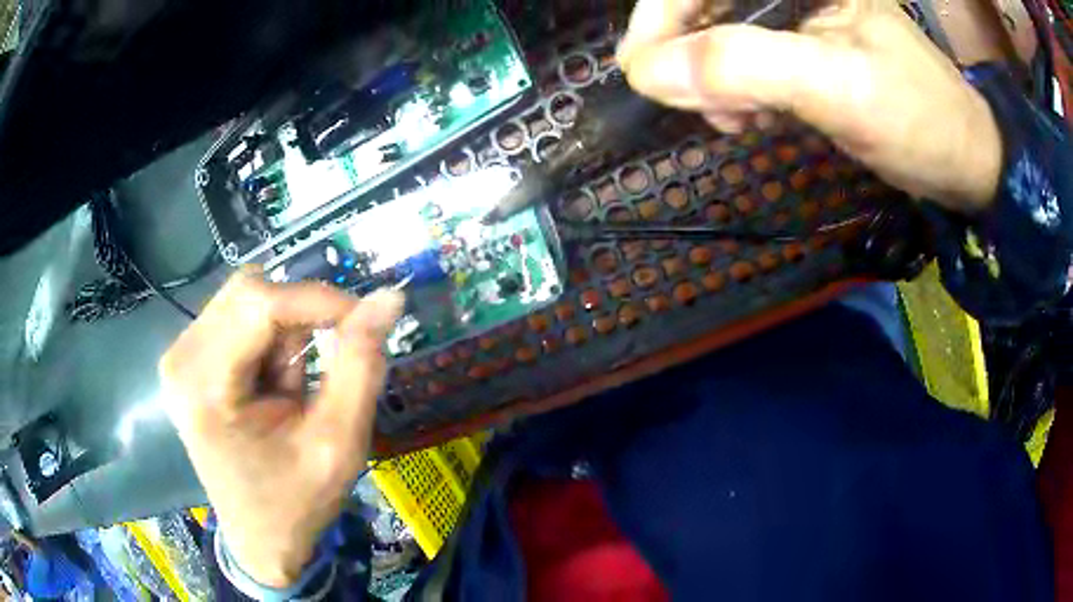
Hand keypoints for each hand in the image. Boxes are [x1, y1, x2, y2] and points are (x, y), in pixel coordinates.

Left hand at [160, 269, 403, 587]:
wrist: (259, 539)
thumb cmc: (297, 502)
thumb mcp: (338, 443)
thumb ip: (361, 366)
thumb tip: (389, 298)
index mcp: (205, 388)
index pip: (259, 303)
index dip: (318, 299)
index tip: (365, 319)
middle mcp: (182, 359)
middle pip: (249, 293)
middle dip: (299, 320)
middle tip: (323, 368)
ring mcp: (179, 356)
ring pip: (245, 299)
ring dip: (284, 333)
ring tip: (292, 389)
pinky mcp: (187, 358)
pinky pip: (236, 316)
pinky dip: (268, 340)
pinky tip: (272, 385)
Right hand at [618, 0, 1002, 212]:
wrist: (961, 160)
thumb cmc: (921, 120)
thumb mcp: (842, 89)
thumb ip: (750, 67)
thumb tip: (652, 74)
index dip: (662, 15)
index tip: (643, 72)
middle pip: (703, 4)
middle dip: (688, 53)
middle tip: (701, 106)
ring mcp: (794, 16)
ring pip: (715, 32)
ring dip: (709, 78)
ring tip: (735, 120)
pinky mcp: (799, 46)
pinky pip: (740, 58)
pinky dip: (731, 90)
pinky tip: (749, 116)